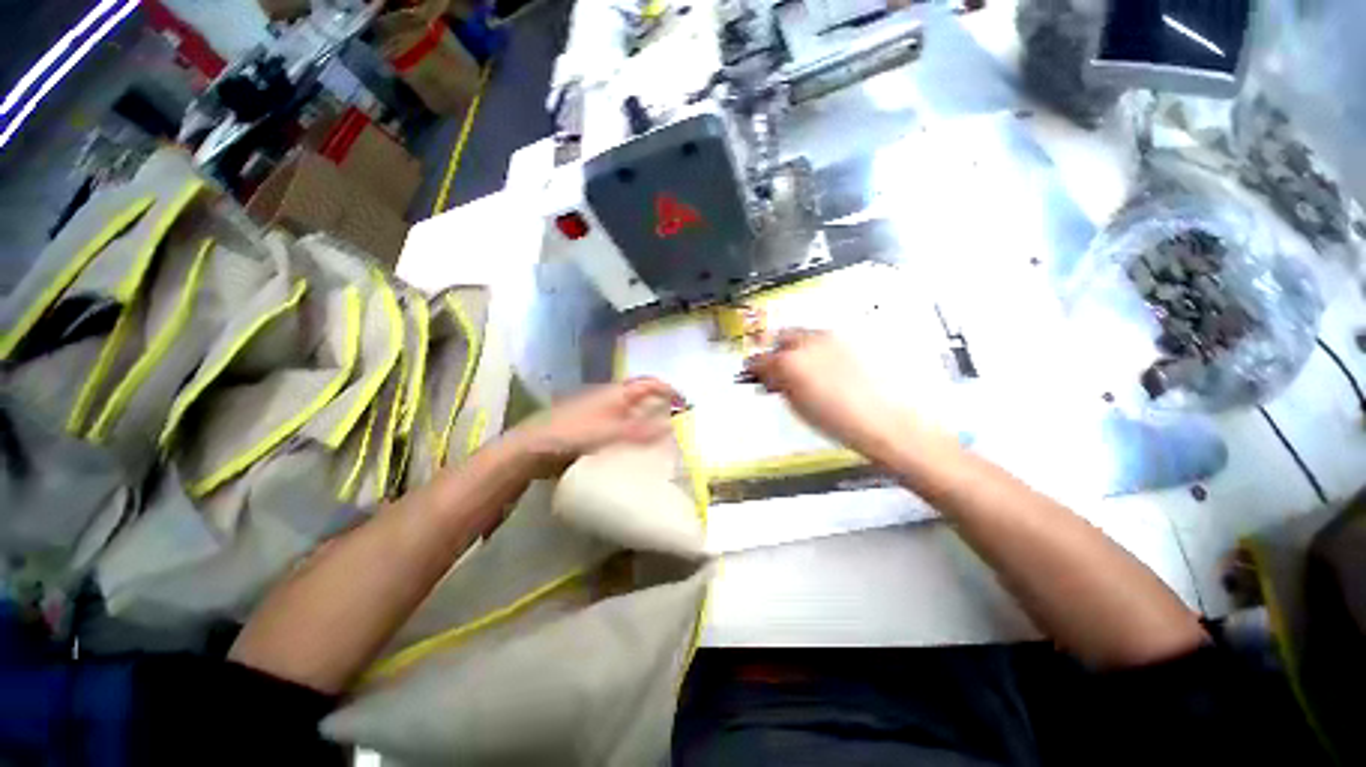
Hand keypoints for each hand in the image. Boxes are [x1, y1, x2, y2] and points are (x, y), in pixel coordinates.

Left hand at [510, 378, 681, 475]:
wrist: (531, 449)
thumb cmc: (569, 434)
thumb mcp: (606, 433)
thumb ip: (637, 431)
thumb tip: (669, 427)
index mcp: (615, 393)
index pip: (648, 384)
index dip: (668, 390)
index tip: (685, 404)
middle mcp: (610, 399)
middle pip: (642, 397)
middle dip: (661, 406)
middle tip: (678, 424)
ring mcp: (600, 413)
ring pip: (632, 412)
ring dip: (648, 420)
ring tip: (663, 438)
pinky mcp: (593, 429)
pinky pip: (621, 428)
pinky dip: (634, 434)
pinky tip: (638, 449)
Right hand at [744, 329, 901, 455]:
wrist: (885, 421)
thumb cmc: (838, 421)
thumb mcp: (798, 406)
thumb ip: (779, 386)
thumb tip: (771, 378)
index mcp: (790, 361)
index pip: (761, 358)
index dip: (755, 367)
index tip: (754, 374)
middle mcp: (809, 342)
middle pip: (781, 337)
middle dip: (776, 351)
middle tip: (777, 370)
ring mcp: (832, 339)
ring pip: (803, 335)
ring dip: (796, 349)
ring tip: (802, 370)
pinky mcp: (850, 341)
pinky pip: (823, 339)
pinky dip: (816, 349)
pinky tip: (823, 368)